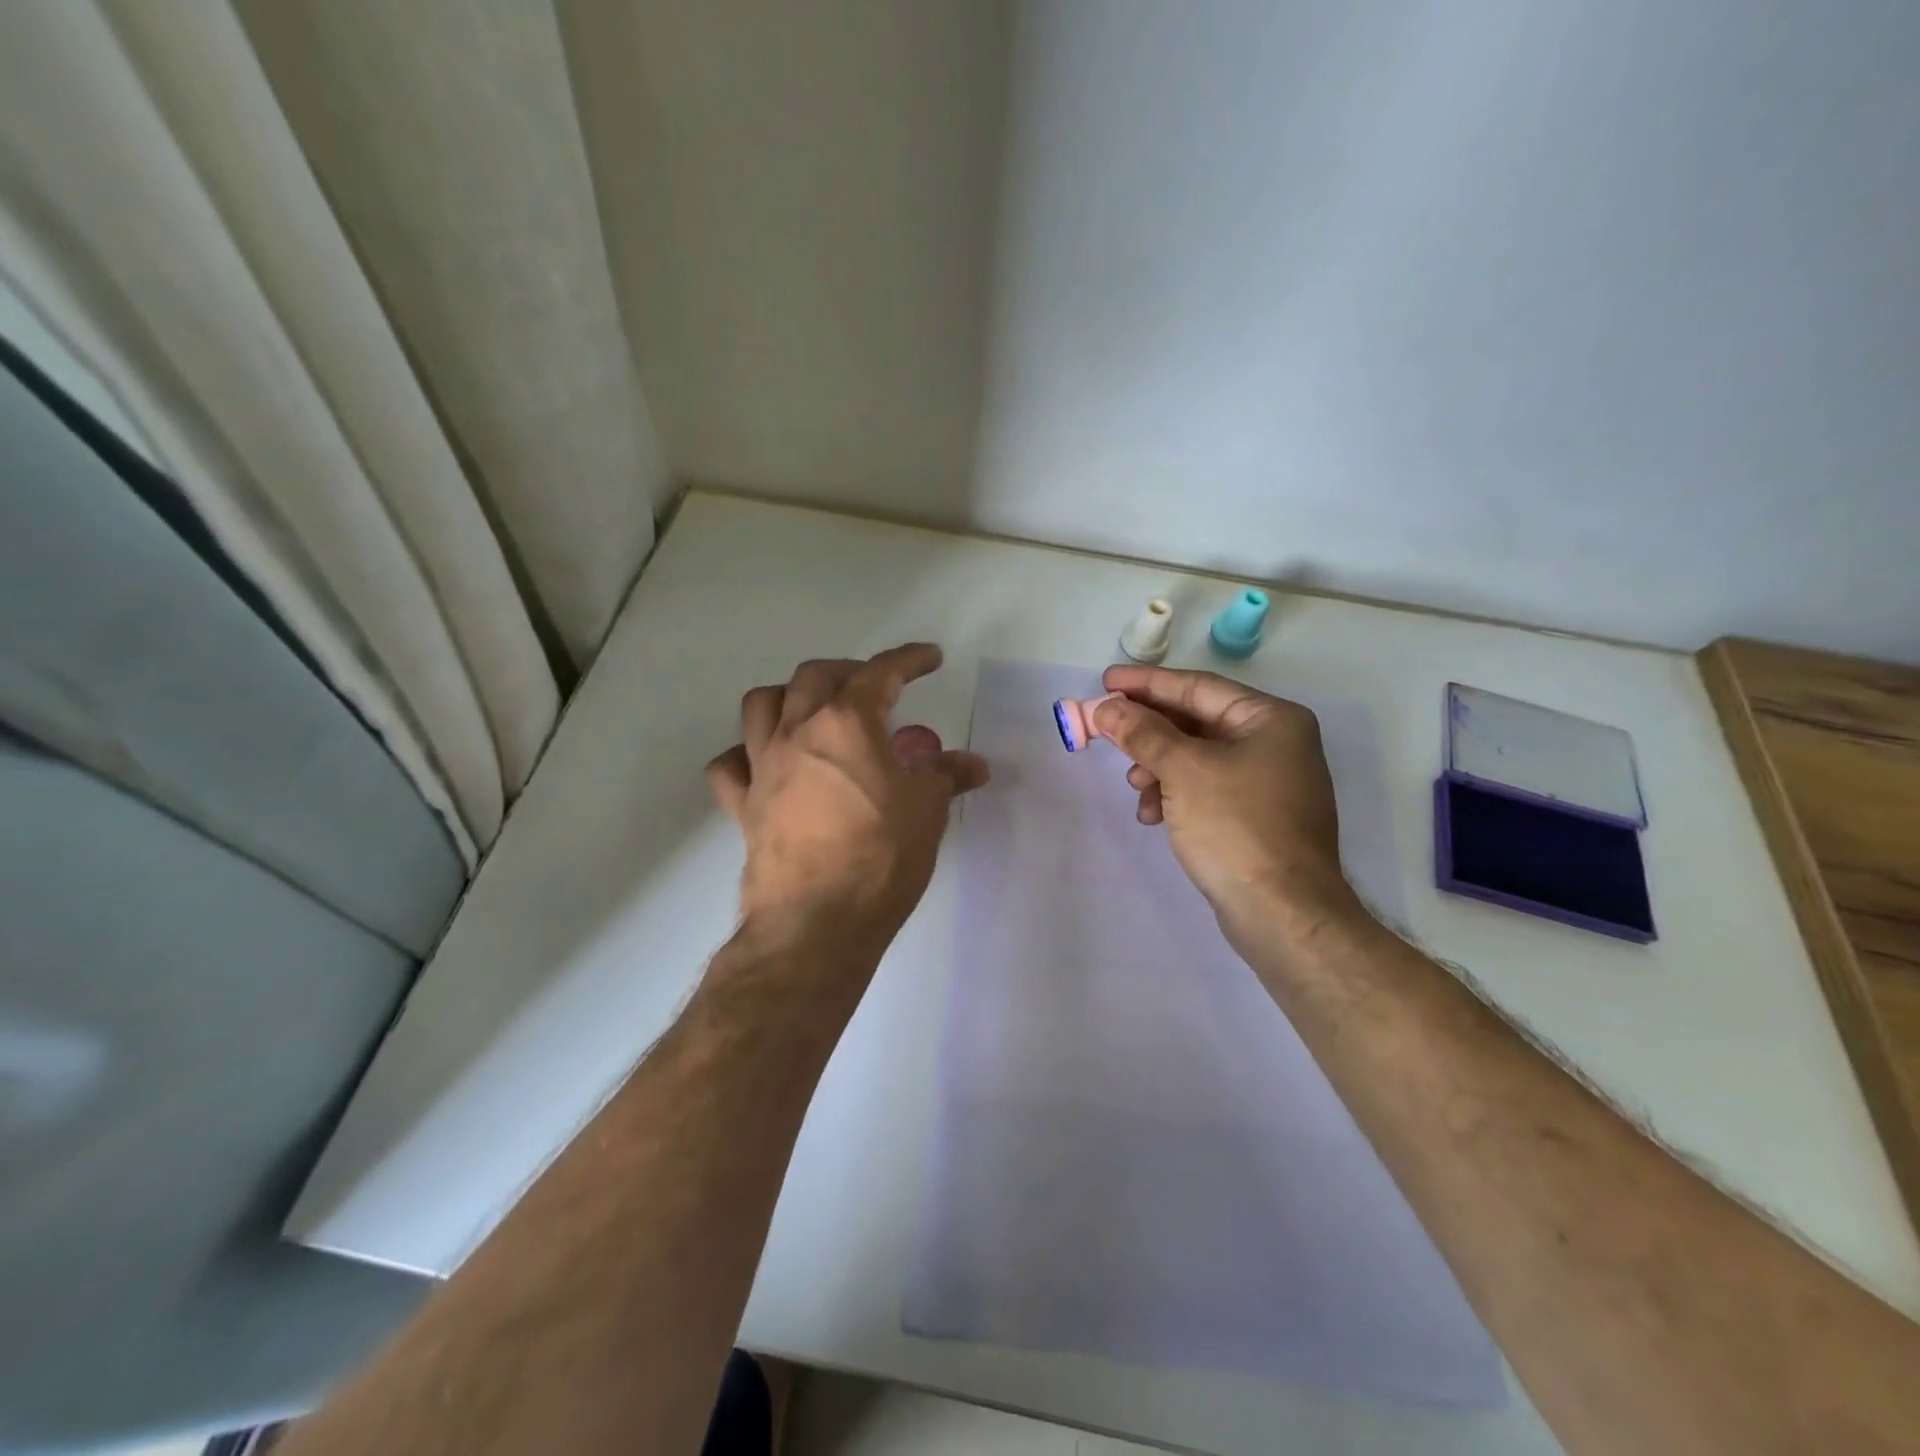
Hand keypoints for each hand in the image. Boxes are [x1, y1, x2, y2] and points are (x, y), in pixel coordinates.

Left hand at [706, 644, 988, 956]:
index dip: (909, 659)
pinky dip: (746, 754)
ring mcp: (762, 767)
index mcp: (847, 723)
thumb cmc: (881, 857)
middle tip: (874, 689)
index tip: (929, 657)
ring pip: (760, 704)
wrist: (817, 923)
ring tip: (813, 712)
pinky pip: (730, 764)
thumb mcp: (927, 811)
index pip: (881, 673)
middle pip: (814, 676)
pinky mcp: (742, 805)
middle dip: (848, 671)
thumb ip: (946, 777)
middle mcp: (797, 732)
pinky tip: (767, 764)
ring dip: (789, 696)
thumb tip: (974, 764)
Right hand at [1093, 665, 1365, 944]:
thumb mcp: (1183, 771)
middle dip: (1149, 731)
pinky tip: (1153, 815)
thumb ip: (1142, 733)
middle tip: (1106, 730)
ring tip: (1134, 787)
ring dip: (1158, 767)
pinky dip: (1176, 793)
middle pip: (1196, 721)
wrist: (1283, 913)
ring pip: (1198, 757)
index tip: (1105, 682)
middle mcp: (1276, 742)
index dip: (1146, 684)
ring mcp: (1269, 781)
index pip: (1197, 688)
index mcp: (1271, 718)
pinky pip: (1207, 787)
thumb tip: (1106, 708)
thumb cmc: (1236, 827)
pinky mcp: (1257, 815)